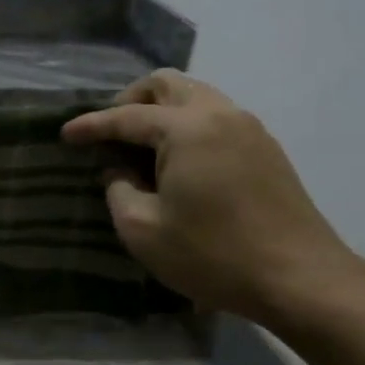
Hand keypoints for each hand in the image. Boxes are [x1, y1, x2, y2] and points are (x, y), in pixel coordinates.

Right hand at [62, 71, 356, 324]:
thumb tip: (118, 169)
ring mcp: (249, 129)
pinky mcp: (265, 150)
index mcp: (187, 128)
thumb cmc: (211, 254)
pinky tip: (175, 162)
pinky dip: (187, 126)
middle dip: (130, 101)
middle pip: (167, 84)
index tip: (64, 135)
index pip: (126, 116)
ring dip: (161, 112)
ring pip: (195, 96)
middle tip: (109, 133)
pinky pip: (216, 117)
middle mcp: (220, 115)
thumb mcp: (142, 228)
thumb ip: (118, 188)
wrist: (299, 279)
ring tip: (139, 148)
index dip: (90, 126)